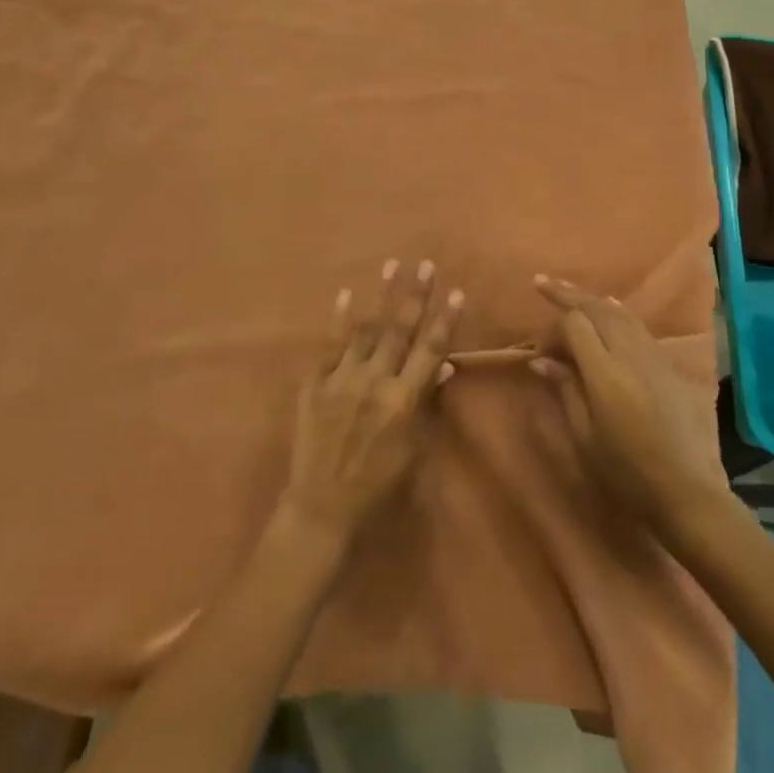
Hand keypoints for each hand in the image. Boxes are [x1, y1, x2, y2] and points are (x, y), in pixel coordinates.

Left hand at [279, 260, 462, 545]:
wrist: (322, 508)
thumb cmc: (378, 486)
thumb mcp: (414, 450)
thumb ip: (427, 404)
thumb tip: (443, 365)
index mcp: (403, 401)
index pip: (430, 350)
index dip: (445, 321)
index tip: (457, 292)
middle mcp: (375, 382)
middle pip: (399, 330)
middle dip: (415, 295)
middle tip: (426, 264)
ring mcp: (342, 379)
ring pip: (366, 328)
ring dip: (381, 295)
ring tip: (392, 265)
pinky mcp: (315, 383)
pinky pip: (329, 344)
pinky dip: (338, 319)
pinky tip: (345, 294)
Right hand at [530, 275, 728, 537]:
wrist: (686, 492)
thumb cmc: (626, 472)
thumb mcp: (584, 437)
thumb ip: (564, 390)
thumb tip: (541, 360)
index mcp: (605, 374)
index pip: (576, 324)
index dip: (553, 325)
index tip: (540, 347)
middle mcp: (630, 355)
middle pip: (597, 308)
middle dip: (569, 293)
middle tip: (543, 282)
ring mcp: (653, 357)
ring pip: (620, 312)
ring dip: (593, 299)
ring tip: (572, 291)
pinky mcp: (668, 365)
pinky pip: (639, 325)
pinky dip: (618, 312)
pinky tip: (611, 309)